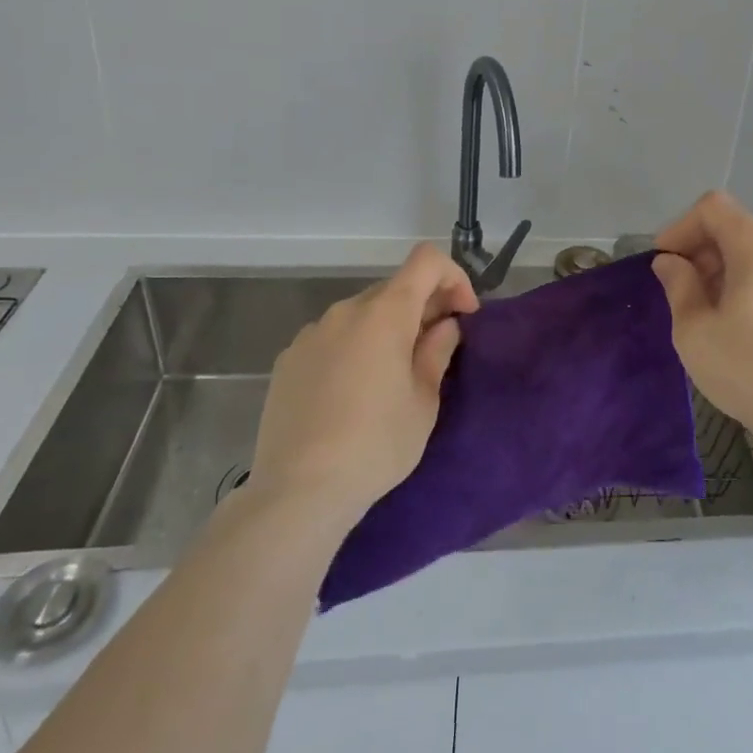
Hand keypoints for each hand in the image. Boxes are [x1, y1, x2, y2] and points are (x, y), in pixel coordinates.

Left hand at [249, 243, 478, 529]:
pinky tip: (352, 392)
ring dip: (387, 328)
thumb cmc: (376, 445)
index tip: (464, 314)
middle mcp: (346, 310)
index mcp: (385, 313)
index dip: (453, 277)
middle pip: (395, 287)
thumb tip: (444, 325)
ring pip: (362, 313)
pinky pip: (333, 337)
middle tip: (435, 348)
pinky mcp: (288, 359)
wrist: (298, 492)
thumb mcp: (424, 401)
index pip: (426, 261)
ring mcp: (311, 333)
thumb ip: (437, 351)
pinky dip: (354, 347)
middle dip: (423, 307)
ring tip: (392, 375)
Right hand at [652, 191, 752, 451]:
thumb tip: (670, 262)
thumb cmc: (745, 367)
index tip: (664, 263)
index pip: (713, 208)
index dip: (680, 227)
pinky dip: (750, 287)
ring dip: (724, 272)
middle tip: (680, 293)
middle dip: (701, 253)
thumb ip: (678, 284)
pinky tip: (740, 326)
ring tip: (708, 313)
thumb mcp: (694, 328)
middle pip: (735, 230)